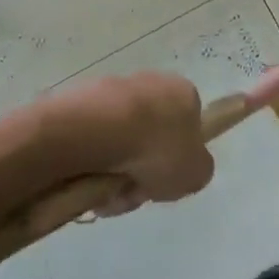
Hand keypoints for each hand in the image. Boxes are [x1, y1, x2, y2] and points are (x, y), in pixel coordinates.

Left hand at [43, 70, 213, 216]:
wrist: (100, 130)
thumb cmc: (158, 148)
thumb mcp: (196, 173)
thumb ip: (197, 170)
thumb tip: (186, 169)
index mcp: (184, 94)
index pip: (186, 126)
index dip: (175, 158)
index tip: (163, 180)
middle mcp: (151, 83)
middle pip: (148, 138)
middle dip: (140, 170)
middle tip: (132, 192)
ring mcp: (113, 90)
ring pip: (117, 142)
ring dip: (113, 171)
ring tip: (105, 195)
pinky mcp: (80, 101)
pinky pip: (90, 141)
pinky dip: (89, 164)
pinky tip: (85, 182)